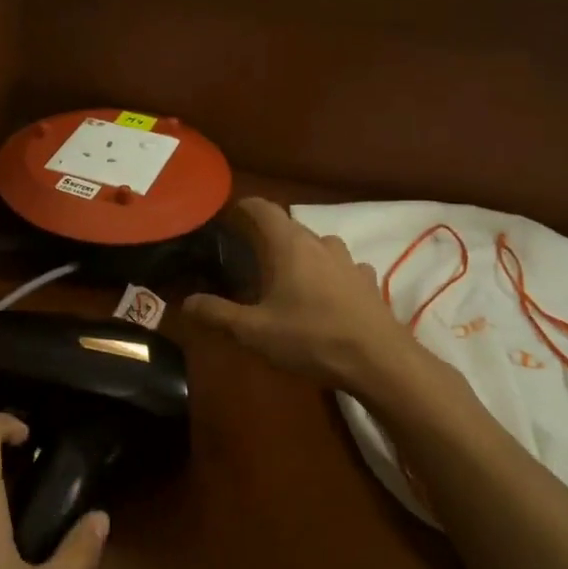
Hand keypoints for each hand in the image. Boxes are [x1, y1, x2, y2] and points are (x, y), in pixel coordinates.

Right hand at [184, 199, 451, 400]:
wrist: (380, 361)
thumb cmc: (312, 338)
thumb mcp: (255, 331)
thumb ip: (218, 313)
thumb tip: (187, 302)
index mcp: (289, 245)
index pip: (263, 209)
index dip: (243, 207)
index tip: (227, 215)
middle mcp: (320, 243)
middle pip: (289, 226)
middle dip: (267, 235)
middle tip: (246, 254)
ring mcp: (348, 261)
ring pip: (317, 245)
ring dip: (299, 253)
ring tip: (284, 275)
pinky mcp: (367, 282)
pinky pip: (340, 267)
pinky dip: (326, 273)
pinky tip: (323, 294)